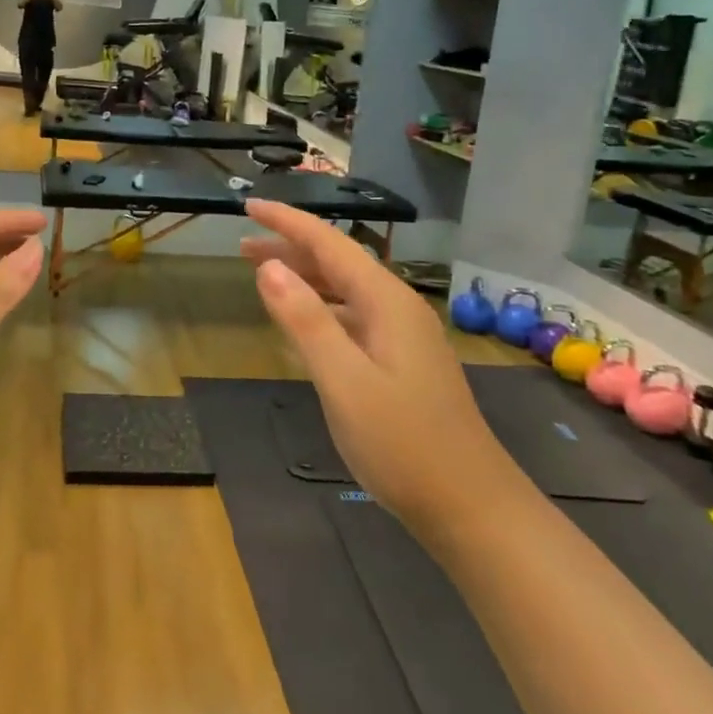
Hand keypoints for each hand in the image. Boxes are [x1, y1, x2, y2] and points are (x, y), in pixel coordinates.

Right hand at [241, 200, 492, 513]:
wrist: (471, 508)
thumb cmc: (403, 444)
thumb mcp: (344, 381)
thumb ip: (305, 321)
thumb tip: (268, 267)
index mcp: (386, 302)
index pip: (329, 244)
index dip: (287, 222)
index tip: (249, 205)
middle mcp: (397, 308)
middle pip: (337, 262)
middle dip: (290, 248)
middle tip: (241, 247)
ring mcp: (402, 336)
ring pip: (345, 290)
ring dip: (304, 278)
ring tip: (262, 277)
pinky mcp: (401, 361)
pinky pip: (352, 316)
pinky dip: (320, 308)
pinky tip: (303, 323)